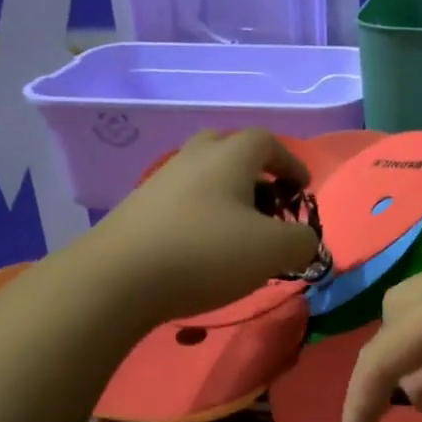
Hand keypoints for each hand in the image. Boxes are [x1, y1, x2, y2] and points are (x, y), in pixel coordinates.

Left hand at [94, 130, 321, 322]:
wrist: (117, 279)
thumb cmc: (205, 253)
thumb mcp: (272, 251)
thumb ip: (302, 241)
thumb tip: (304, 241)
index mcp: (229, 157)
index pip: (266, 141)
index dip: (290, 162)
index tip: (303, 189)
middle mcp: (192, 159)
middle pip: (227, 148)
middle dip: (254, 171)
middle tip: (268, 203)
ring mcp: (159, 183)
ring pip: (202, 177)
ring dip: (226, 196)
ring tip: (238, 233)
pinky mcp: (137, 212)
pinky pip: (180, 203)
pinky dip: (200, 217)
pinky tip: (203, 250)